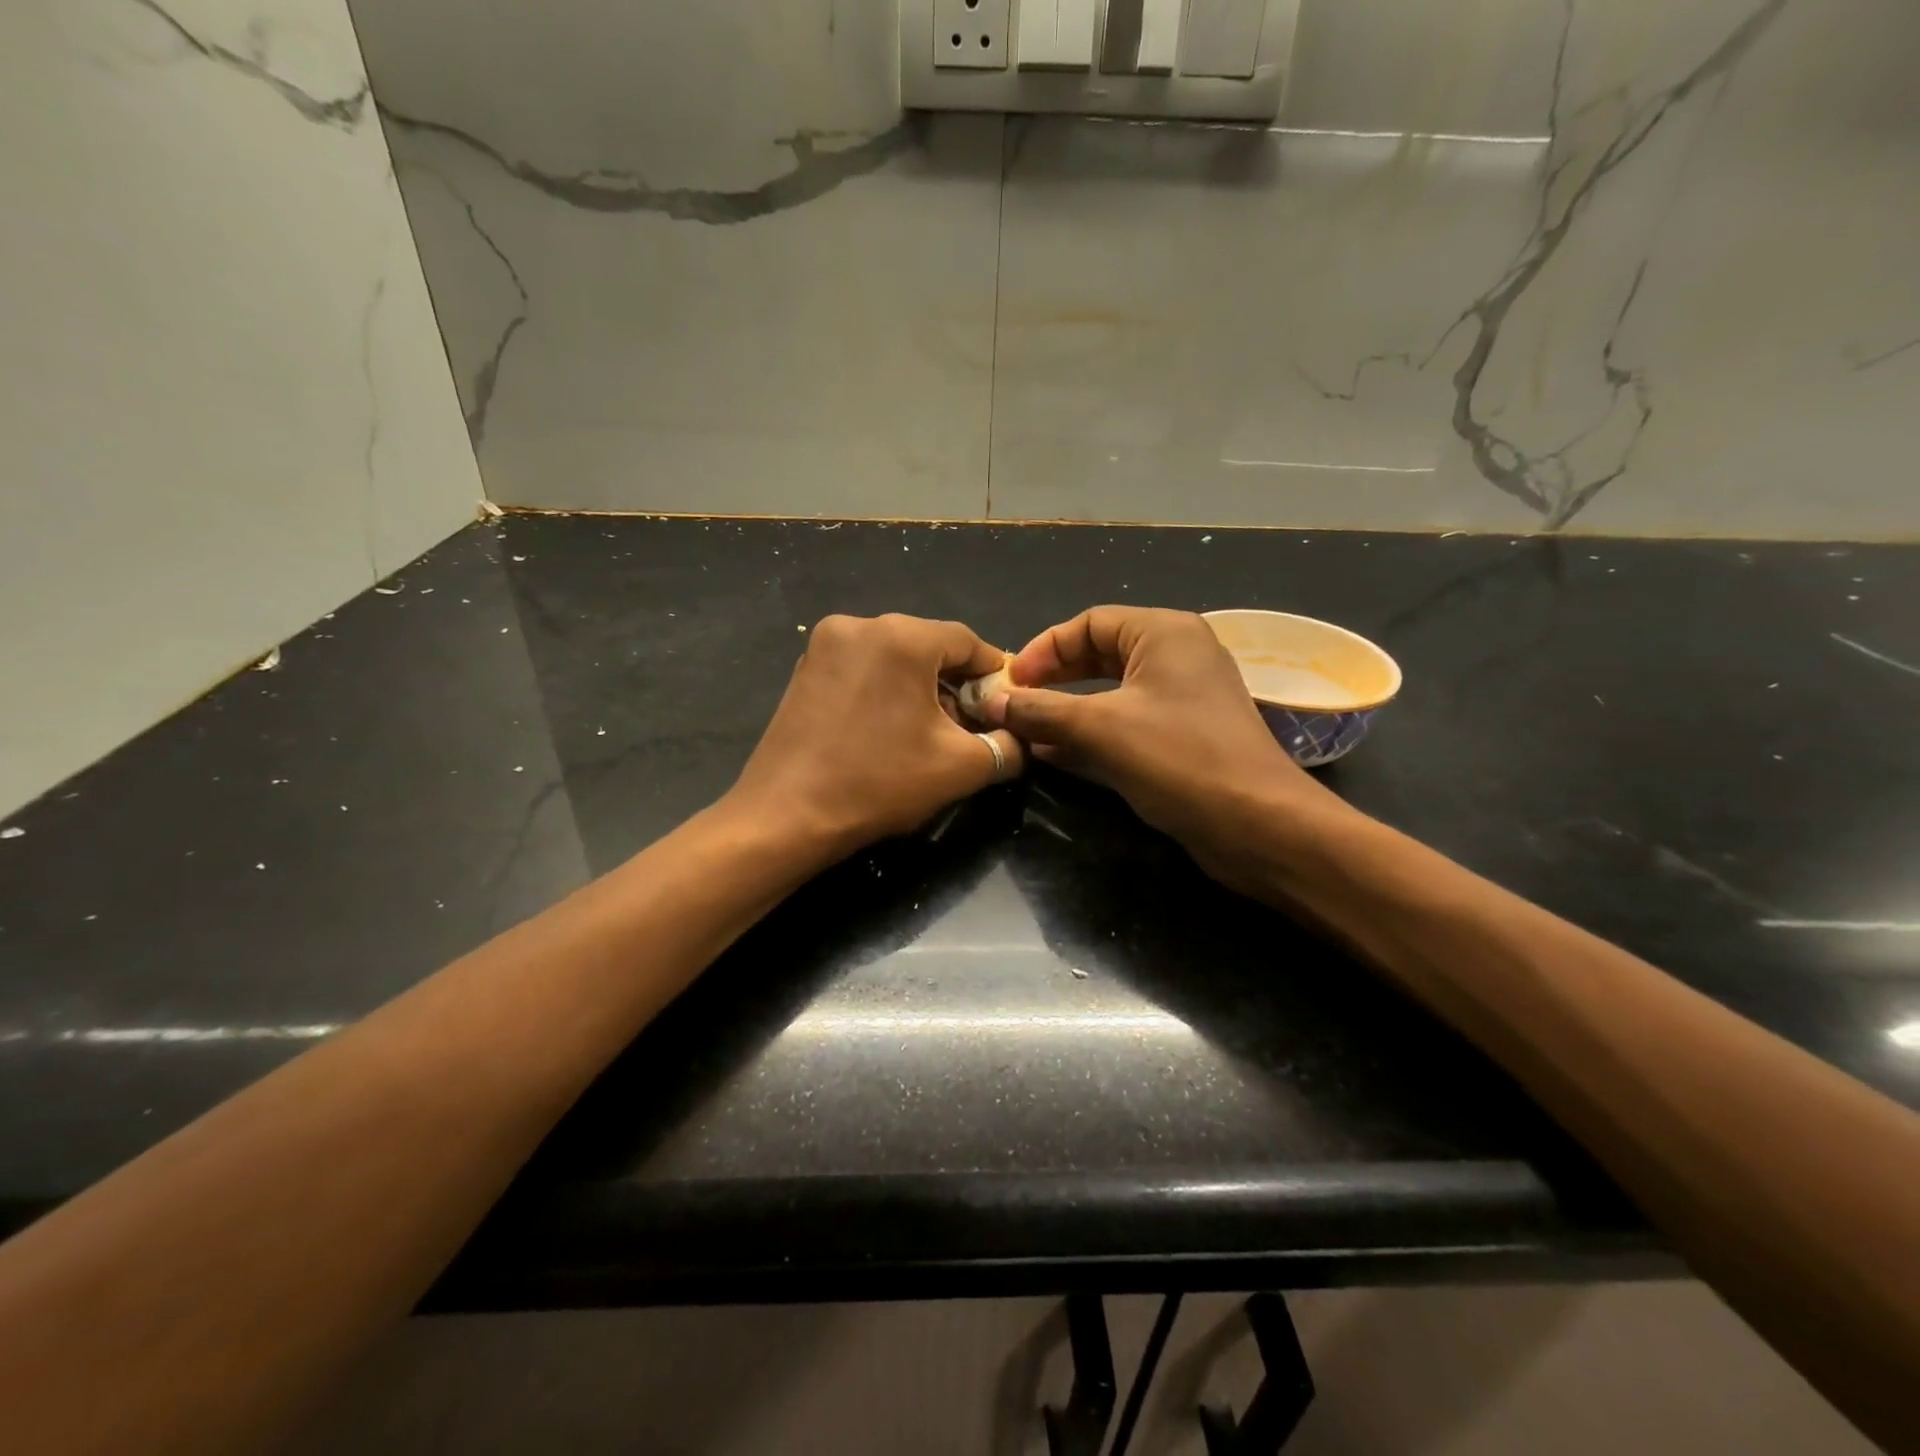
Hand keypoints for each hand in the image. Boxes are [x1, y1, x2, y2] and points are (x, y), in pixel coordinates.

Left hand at [728, 613, 1023, 856]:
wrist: (786, 816)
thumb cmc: (879, 783)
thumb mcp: (961, 767)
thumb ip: (1006, 745)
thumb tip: (1019, 736)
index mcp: (902, 636)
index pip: (968, 642)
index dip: (994, 675)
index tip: (1007, 707)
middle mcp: (860, 624)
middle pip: (930, 647)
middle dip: (956, 685)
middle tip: (971, 728)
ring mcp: (825, 645)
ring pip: (895, 659)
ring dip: (921, 690)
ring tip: (930, 735)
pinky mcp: (804, 669)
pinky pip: (863, 669)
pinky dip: (885, 691)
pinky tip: (888, 731)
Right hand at [982, 606, 1354, 885]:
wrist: (1257, 823)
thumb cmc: (1179, 758)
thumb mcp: (1100, 728)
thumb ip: (1041, 710)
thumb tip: (993, 701)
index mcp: (1163, 632)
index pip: (1089, 623)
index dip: (1044, 649)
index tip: (1009, 682)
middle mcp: (1177, 655)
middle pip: (1099, 653)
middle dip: (1054, 678)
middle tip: (1015, 703)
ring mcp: (1183, 696)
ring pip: (1111, 691)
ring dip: (1067, 708)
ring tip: (1026, 729)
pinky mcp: (1184, 734)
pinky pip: (1127, 720)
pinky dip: (1091, 731)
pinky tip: (1055, 752)